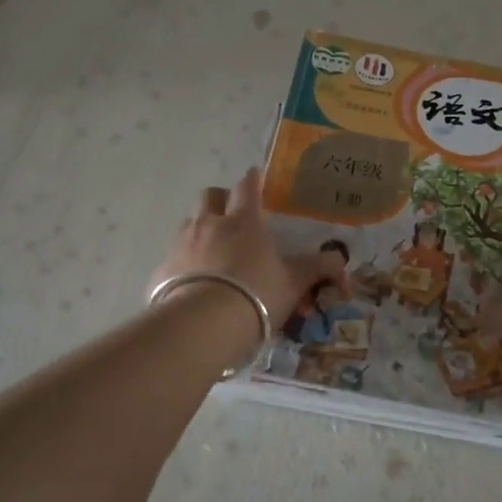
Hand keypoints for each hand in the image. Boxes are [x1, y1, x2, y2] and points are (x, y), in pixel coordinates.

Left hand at [150, 168, 341, 327]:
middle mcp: (209, 224)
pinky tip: (192, 282)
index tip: (255, 176)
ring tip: (212, 251)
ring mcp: (181, 244)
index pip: (248, 187)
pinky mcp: (162, 269)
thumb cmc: (256, 295)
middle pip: (210, 196)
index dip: (253, 180)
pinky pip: (173, 257)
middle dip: (220, 199)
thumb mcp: (293, 284)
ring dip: (200, 229)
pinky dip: (183, 263)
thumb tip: (340, 258)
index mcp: (243, 221)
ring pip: (189, 223)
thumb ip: (315, 268)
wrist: (202, 325)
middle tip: (230, 214)